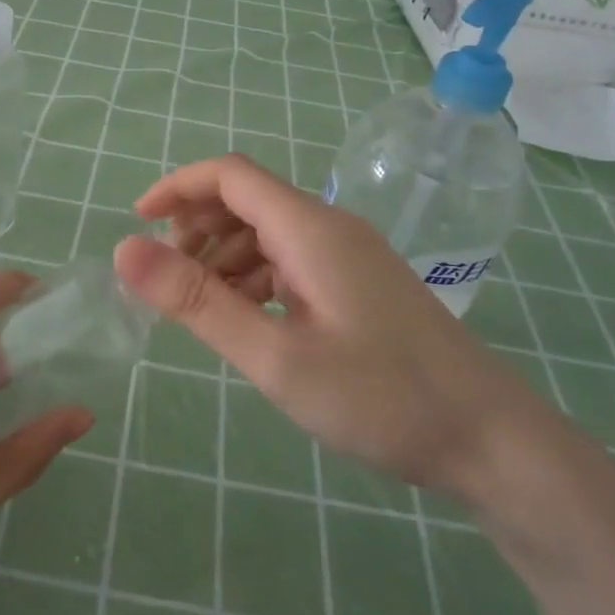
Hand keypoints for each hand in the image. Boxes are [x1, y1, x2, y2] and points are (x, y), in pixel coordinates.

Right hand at [114, 155, 550, 498]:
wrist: (489, 439)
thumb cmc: (380, 397)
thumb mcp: (275, 355)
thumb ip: (198, 302)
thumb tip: (126, 251)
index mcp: (310, 228)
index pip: (230, 175)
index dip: (177, 188)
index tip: (136, 223)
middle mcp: (329, 228)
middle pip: (247, 200)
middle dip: (197, 228)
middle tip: (166, 281)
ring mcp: (348, 256)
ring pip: (267, 233)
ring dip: (223, 257)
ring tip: (199, 308)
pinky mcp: (358, 284)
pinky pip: (291, 262)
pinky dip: (255, 278)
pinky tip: (246, 320)